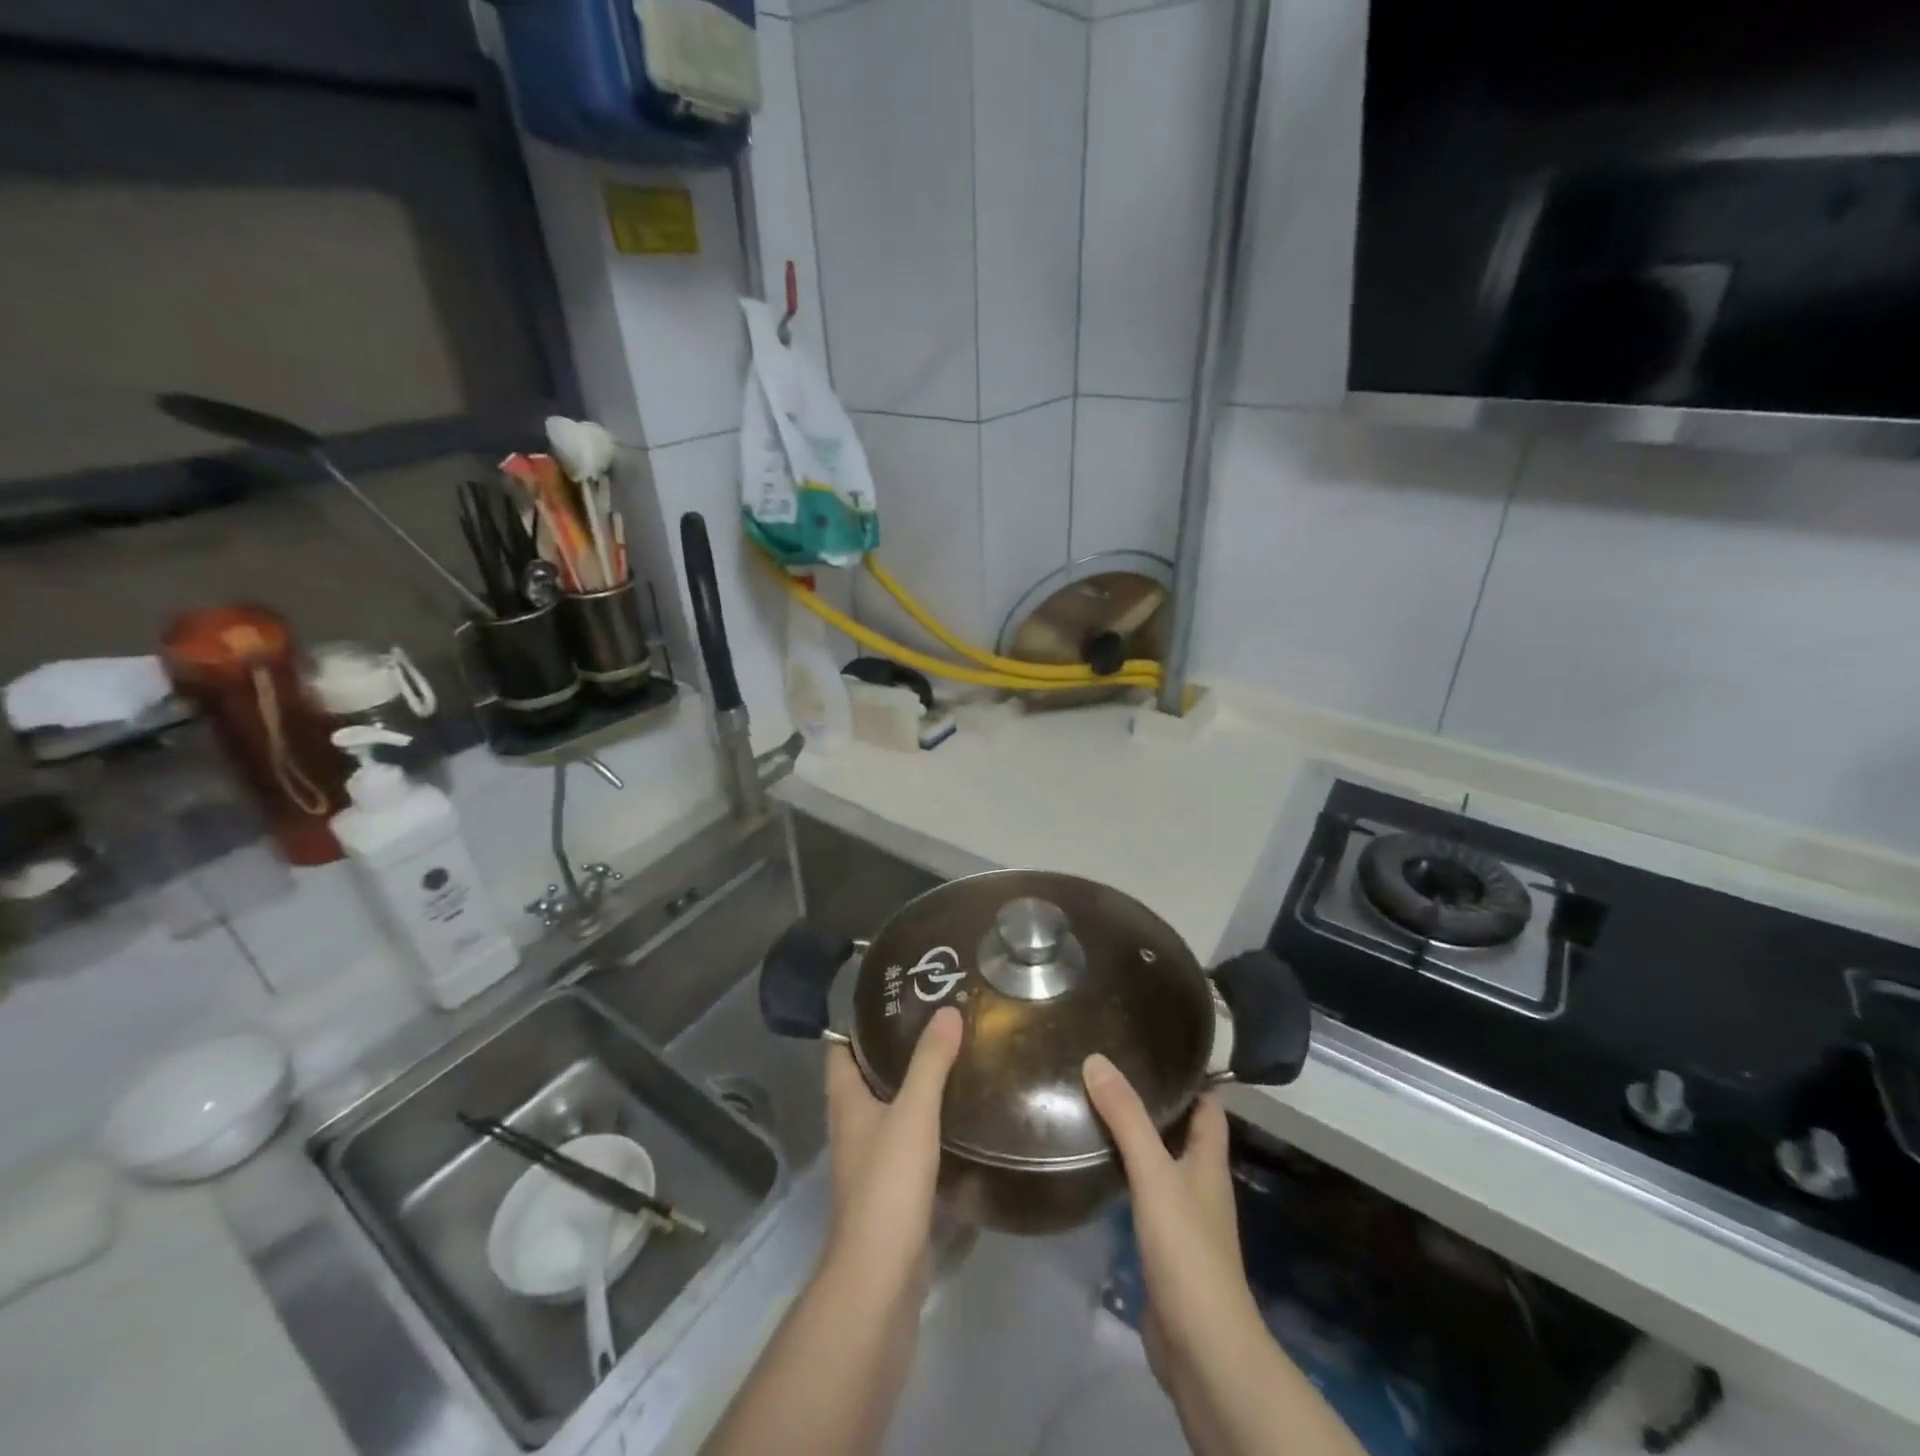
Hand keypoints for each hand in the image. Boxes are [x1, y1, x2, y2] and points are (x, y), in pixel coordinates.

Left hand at [824, 1006, 963, 1290]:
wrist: (881, 1274)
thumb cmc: (887, 1183)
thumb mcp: (913, 1113)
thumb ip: (930, 1062)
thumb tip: (946, 1009)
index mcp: (845, 1101)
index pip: (839, 1048)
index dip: (857, 1022)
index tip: (891, 995)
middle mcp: (851, 1125)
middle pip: (865, 1075)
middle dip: (893, 1048)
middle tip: (933, 1019)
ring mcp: (868, 1158)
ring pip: (887, 1107)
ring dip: (911, 1084)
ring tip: (950, 1056)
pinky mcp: (890, 1186)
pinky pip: (905, 1138)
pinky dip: (924, 1120)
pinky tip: (955, 1112)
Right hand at [1083, 1055, 1262, 1395]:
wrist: (1202, 1350)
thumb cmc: (1187, 1250)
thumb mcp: (1154, 1174)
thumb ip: (1127, 1118)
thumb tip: (1096, 1059)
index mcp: (1210, 1162)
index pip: (1208, 1107)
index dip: (1190, 1079)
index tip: (1154, 1050)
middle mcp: (1201, 1185)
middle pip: (1182, 1133)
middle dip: (1153, 1105)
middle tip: (1109, 1075)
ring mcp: (1185, 1221)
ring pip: (1161, 1166)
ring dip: (1136, 1142)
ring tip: (1095, 1112)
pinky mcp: (1165, 1250)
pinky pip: (1145, 1199)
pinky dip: (1126, 1180)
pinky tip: (1097, 1171)